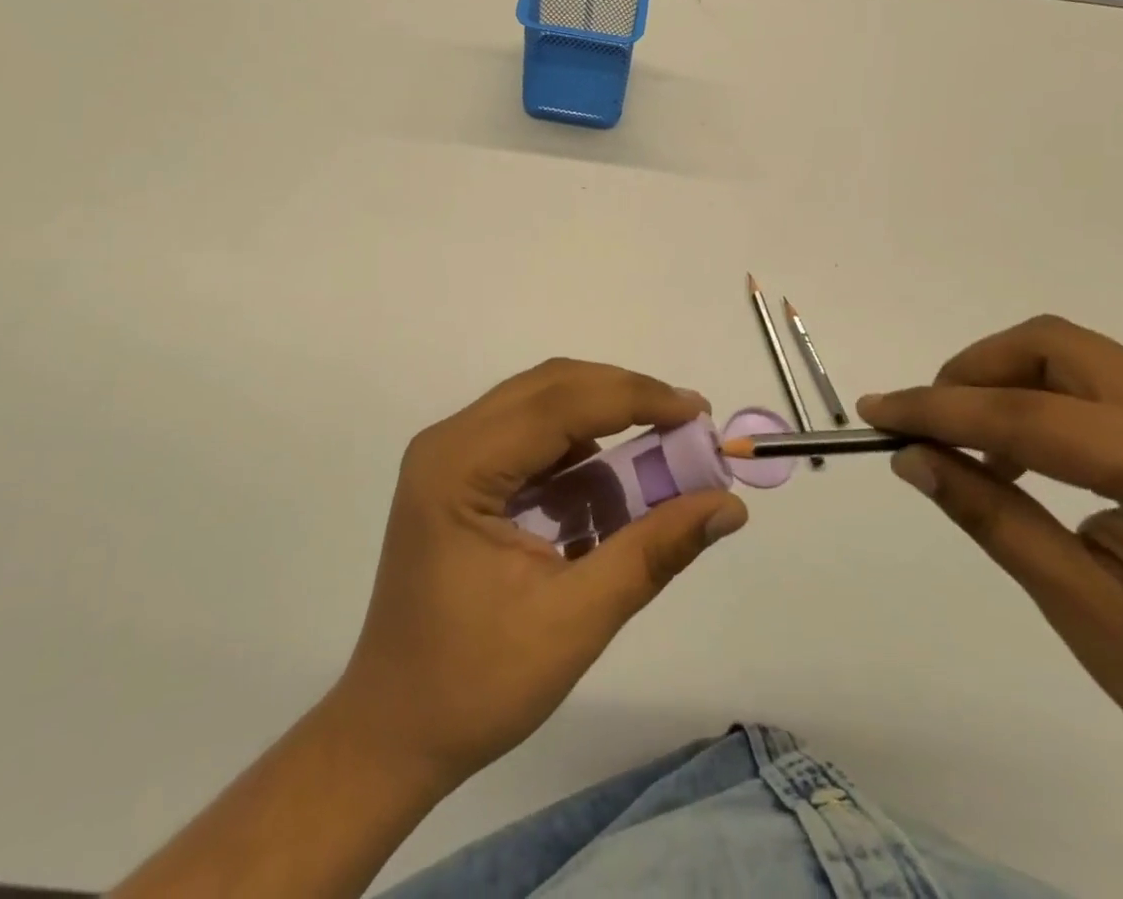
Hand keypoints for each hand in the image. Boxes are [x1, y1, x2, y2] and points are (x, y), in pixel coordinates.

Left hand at [331, 358, 747, 789]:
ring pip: (542, 407)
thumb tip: (728, 504)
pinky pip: (530, 441)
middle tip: (686, 426)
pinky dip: (577, 455)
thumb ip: (654, 551)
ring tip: (658, 459)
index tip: (698, 412)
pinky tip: (608, 494)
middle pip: (550, 389)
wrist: (393, 734)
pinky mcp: (460, 477)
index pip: (560, 402)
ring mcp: (450, 456)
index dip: (636, 397)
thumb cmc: (476, 684)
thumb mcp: (576, 619)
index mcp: (460, 465)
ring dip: (603, 425)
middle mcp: (449, 441)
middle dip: (624, 400)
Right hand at [860, 316, 1122, 898]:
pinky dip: (1045, 397)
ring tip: (971, 442)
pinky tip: (1028, 453)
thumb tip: (912, 458)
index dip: (938, 409)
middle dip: (975, 371)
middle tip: (930, 423)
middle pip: (1054, 344)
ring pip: (1076, 352)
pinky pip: (1102, 381)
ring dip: (1007, 379)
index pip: (1027, 415)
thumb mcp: (1083, 609)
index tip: (874, 411)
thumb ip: (991, 516)